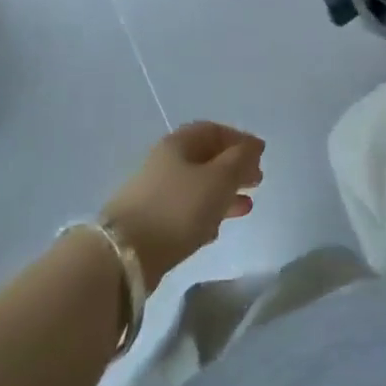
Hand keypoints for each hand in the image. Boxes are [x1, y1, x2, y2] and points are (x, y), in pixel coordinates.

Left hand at [100, 122, 264, 288]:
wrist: (124, 255)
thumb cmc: (179, 207)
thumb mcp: (219, 179)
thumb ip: (240, 160)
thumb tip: (252, 147)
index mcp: (178, 144)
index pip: (213, 130)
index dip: (239, 139)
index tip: (261, 155)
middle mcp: (164, 163)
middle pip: (205, 159)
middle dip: (234, 168)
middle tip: (257, 181)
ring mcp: (154, 194)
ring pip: (197, 187)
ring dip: (223, 194)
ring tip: (246, 207)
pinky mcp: (150, 224)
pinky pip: (185, 211)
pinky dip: (205, 215)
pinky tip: (217, 230)